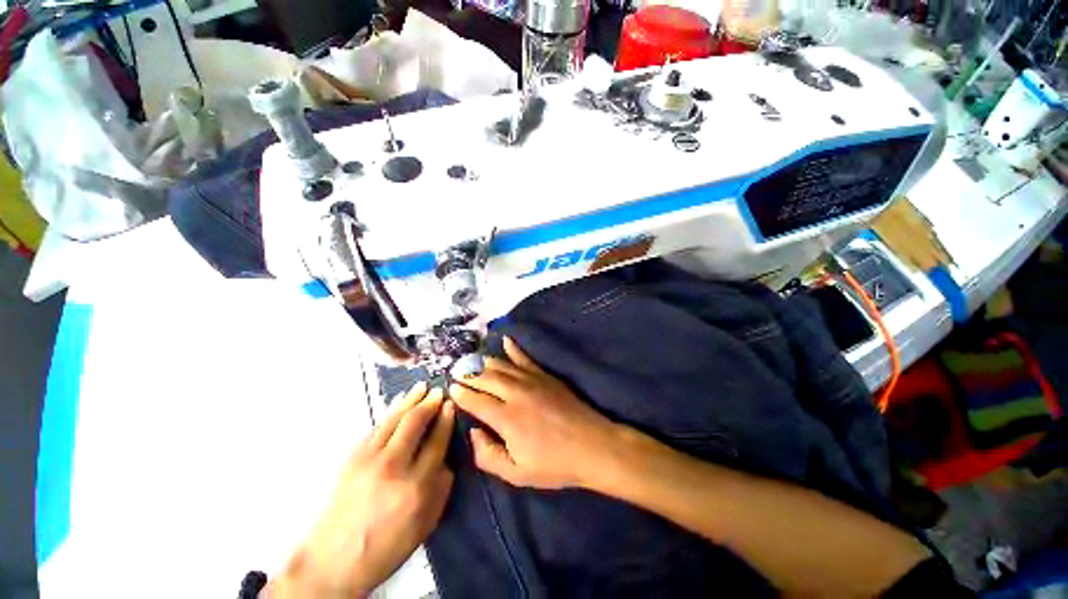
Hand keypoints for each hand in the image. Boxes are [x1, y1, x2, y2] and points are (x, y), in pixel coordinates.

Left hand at [271, 382, 454, 597]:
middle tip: (439, 391)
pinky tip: (399, 403)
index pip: (437, 441)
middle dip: (430, 403)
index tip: (451, 406)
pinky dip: (391, 411)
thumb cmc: (386, 547)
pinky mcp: (352, 458)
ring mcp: (370, 459)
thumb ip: (442, 488)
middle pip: (416, 423)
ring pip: (395, 419)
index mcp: (417, 486)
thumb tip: (446, 458)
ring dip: (411, 400)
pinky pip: (377, 427)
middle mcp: (394, 467)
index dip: (446, 419)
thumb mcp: (426, 524)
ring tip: (422, 387)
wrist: (333, 561)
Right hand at [449, 337, 620, 489]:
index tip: (450, 388)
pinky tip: (505, 340)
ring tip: (470, 360)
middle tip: (455, 371)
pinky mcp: (544, 375)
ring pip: (501, 366)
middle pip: (485, 378)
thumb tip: (473, 432)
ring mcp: (531, 381)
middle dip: (467, 374)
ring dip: (483, 362)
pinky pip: (525, 358)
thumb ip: (488, 455)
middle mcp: (515, 393)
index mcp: (506, 418)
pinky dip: (513, 348)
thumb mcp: (517, 474)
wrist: (592, 445)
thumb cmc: (554, 464)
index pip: (475, 400)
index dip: (461, 393)